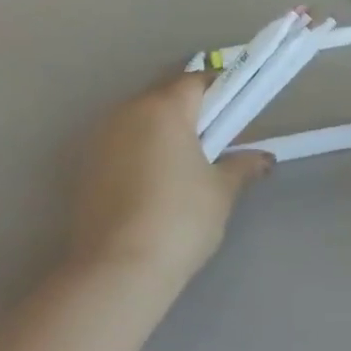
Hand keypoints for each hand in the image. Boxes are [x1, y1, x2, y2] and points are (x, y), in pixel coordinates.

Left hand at [71, 72, 271, 285]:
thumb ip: (242, 166)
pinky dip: (138, 154)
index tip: (234, 113)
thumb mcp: (220, 192)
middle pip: (165, 98)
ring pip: (139, 121)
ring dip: (161, 133)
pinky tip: (151, 186)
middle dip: (190, 113)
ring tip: (182, 167)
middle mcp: (128, 112)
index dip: (218, 92)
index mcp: (164, 108)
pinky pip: (120, 146)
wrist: (116, 269)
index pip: (195, 81)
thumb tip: (264, 158)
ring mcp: (101, 138)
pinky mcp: (86, 166)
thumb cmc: (179, 220)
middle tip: (213, 142)